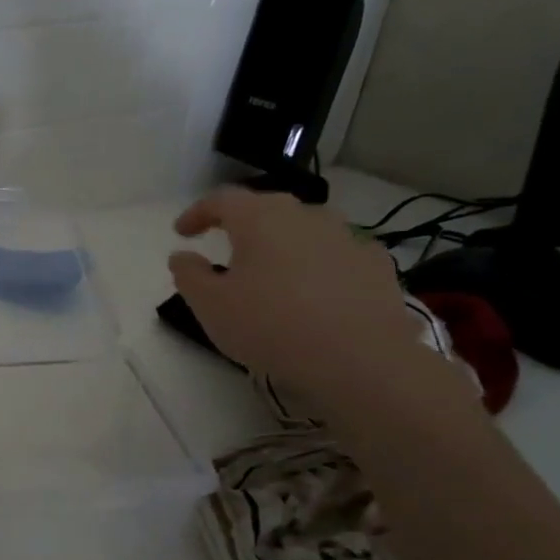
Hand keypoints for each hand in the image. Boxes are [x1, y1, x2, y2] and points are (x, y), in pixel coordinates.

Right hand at [167, 187, 422, 405]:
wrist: (358, 359)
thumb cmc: (269, 325)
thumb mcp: (210, 305)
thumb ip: (189, 275)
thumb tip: (182, 256)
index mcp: (260, 218)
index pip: (222, 199)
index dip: (198, 213)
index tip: (182, 233)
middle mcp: (305, 216)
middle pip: (267, 208)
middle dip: (242, 224)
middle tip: (227, 246)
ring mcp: (347, 237)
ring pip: (305, 229)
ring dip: (284, 242)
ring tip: (273, 269)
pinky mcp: (376, 265)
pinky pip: (337, 254)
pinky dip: (319, 264)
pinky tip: (316, 290)